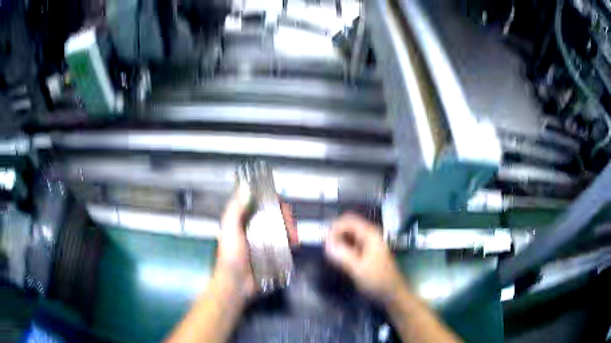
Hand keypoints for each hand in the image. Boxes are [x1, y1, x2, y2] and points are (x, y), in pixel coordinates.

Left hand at [214, 186, 297, 301]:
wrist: (236, 285)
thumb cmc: (230, 257)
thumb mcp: (229, 231)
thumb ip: (235, 210)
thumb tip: (246, 187)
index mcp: (244, 219)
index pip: (260, 202)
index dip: (272, 200)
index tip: (280, 206)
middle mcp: (256, 227)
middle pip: (275, 214)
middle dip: (286, 217)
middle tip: (290, 227)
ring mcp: (266, 240)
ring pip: (283, 227)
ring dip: (291, 229)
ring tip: (293, 239)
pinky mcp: (273, 253)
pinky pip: (286, 242)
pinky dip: (292, 241)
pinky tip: (294, 245)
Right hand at [324, 213, 406, 304]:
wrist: (392, 294)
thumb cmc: (377, 280)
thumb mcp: (357, 268)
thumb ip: (342, 254)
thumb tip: (325, 242)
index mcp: (370, 235)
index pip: (349, 220)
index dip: (335, 227)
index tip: (324, 240)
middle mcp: (370, 235)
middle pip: (349, 226)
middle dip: (335, 233)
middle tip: (325, 247)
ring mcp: (370, 244)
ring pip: (350, 236)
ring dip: (339, 241)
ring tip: (329, 253)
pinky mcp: (367, 253)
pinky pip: (352, 244)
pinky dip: (344, 248)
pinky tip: (338, 258)